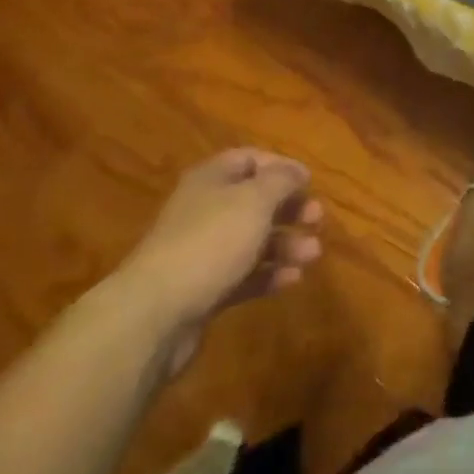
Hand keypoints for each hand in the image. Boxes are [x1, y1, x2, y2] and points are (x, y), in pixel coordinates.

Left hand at [117, 149, 323, 375]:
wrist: (155, 313)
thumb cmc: (211, 241)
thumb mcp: (255, 200)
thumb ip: (281, 180)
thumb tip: (296, 171)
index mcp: (211, 179)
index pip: (249, 160)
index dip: (281, 167)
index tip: (310, 182)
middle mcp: (205, 210)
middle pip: (254, 201)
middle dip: (288, 208)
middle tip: (317, 219)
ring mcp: (202, 252)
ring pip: (252, 240)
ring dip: (285, 244)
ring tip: (313, 254)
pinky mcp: (204, 290)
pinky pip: (243, 275)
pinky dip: (269, 274)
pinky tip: (293, 280)